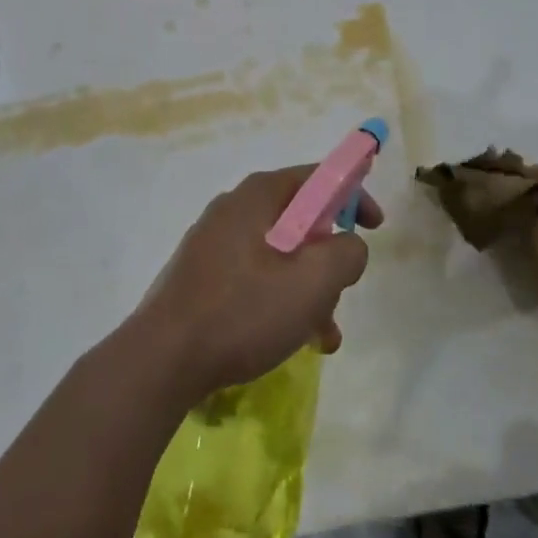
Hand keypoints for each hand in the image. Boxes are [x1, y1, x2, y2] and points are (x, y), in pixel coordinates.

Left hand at [131, 165, 382, 405]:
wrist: (161, 360)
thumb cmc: (243, 311)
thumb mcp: (313, 282)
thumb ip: (346, 253)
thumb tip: (348, 245)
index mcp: (258, 196)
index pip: (318, 177)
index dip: (354, 195)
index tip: (375, 226)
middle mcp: (233, 209)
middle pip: (299, 219)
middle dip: (328, 257)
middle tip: (342, 291)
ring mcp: (213, 243)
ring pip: (279, 254)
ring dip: (308, 288)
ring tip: (323, 336)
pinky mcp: (201, 276)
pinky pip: (254, 276)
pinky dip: (279, 300)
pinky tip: (291, 341)